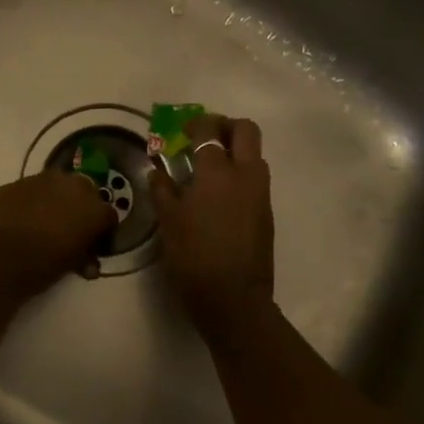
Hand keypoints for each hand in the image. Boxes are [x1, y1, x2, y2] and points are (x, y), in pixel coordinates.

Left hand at [0, 171, 113, 303]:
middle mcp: (73, 186)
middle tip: (70, 231)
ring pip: (59, 186)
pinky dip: (33, 201)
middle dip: (81, 210)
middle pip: (86, 194)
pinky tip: (22, 218)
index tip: (93, 247)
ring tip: (44, 223)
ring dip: (57, 201)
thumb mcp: (69, 266)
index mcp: (93, 209)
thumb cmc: (38, 266)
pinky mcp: (16, 182)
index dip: (102, 232)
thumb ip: (83, 257)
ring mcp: (43, 180)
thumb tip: (87, 261)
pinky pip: (33, 189)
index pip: (108, 217)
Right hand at [149, 115, 274, 332]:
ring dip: (236, 150)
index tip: (181, 131)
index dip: (195, 124)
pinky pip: (256, 179)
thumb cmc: (194, 257)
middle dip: (225, 126)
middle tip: (203, 139)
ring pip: (255, 154)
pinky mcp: (266, 213)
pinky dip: (240, 174)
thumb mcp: (168, 223)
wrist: (234, 299)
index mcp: (217, 172)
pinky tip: (219, 197)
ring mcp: (260, 194)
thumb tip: (157, 170)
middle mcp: (245, 175)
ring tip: (210, 170)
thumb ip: (162, 190)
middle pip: (246, 130)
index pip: (210, 130)